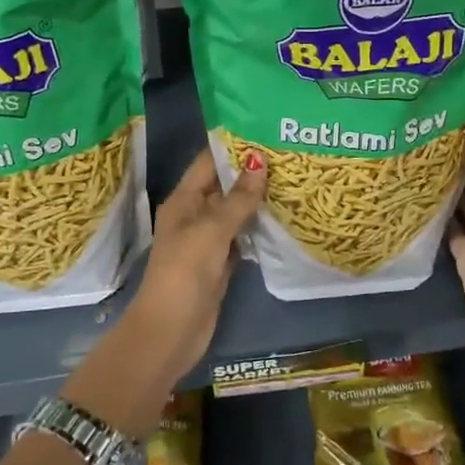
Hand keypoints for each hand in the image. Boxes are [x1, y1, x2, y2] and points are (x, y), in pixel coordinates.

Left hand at [130, 146, 268, 384]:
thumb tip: (260, 161)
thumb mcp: (212, 231)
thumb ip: (238, 199)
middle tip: (289, 155)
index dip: (233, 148)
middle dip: (251, 173)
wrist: (171, 331)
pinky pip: (241, 239)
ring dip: (257, 201)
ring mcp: (207, 243)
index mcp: (183, 201)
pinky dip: (257, 230)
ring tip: (293, 181)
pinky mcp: (220, 265)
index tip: (266, 133)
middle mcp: (194, 217)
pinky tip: (283, 219)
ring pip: (234, 214)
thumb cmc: (185, 273)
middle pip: (224, 187)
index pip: (209, 163)